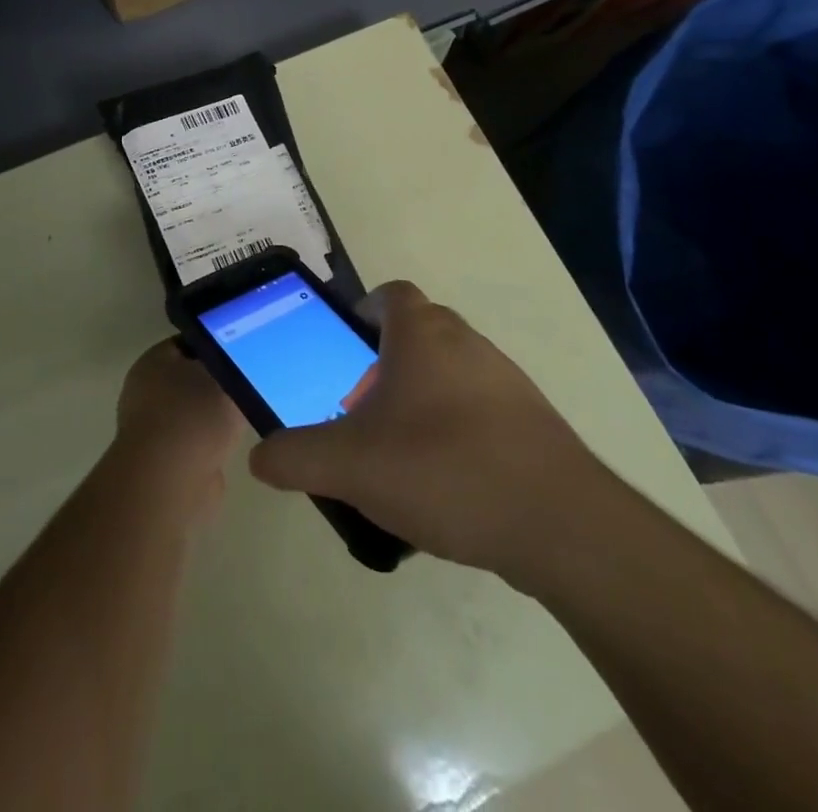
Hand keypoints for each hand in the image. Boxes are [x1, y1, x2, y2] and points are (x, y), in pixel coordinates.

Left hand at [113, 339, 245, 519]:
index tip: (244, 350)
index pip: (189, 342)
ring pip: (194, 412)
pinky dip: (212, 445)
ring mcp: (152, 429)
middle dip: (218, 382)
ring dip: (216, 416)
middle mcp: (145, 391)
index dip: (217, 343)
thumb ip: (233, 366)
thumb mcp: (224, 377)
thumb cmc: (194, 416)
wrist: (170, 482)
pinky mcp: (163, 463)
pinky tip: (236, 445)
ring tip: (249, 413)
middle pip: (190, 377)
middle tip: (251, 382)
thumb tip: (238, 364)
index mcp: (154, 361)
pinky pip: (196, 443)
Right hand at [248, 282, 609, 588]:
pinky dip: (455, 430)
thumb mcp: (351, 466)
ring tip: (396, 454)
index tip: (344, 348)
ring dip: (420, 399)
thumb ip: (296, 457)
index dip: (364, 310)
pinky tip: (444, 484)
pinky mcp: (531, 422)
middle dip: (384, 364)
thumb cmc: (444, 468)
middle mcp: (466, 342)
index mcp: (423, 334)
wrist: (558, 522)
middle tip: (358, 410)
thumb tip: (259, 457)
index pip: (391, 294)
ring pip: (449, 373)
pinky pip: (479, 410)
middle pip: (418, 334)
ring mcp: (505, 380)